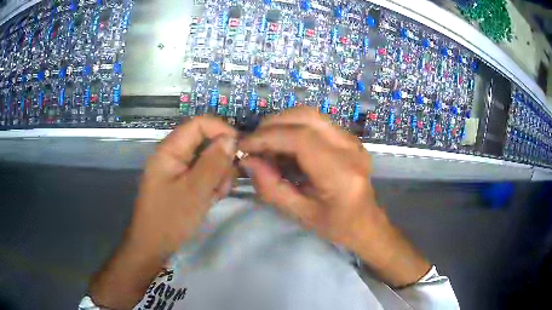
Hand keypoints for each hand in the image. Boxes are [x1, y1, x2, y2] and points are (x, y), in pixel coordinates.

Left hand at [90, 117, 236, 308]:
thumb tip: (231, 138)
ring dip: (217, 176)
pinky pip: (202, 175)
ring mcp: (177, 170)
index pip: (199, 124)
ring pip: (207, 160)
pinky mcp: (181, 183)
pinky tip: (210, 199)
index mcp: (170, 150)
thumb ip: (214, 162)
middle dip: (220, 160)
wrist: (153, 247)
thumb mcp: (196, 191)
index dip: (221, 130)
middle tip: (223, 183)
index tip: (240, 148)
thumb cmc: (171, 219)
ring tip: (215, 196)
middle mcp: (173, 155)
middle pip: (205, 142)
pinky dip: (211, 185)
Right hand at [239, 107, 429, 286]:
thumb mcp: (300, 214)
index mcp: (341, 174)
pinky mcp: (349, 137)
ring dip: (282, 123)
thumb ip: (271, 188)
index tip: (245, 146)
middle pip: (306, 117)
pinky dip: (294, 127)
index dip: (268, 137)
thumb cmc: (336, 226)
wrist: (366, 222)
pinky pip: (316, 121)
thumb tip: (248, 160)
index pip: (301, 139)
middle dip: (273, 124)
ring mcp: (352, 140)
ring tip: (266, 143)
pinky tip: (285, 145)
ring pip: (310, 114)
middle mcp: (350, 149)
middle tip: (254, 143)